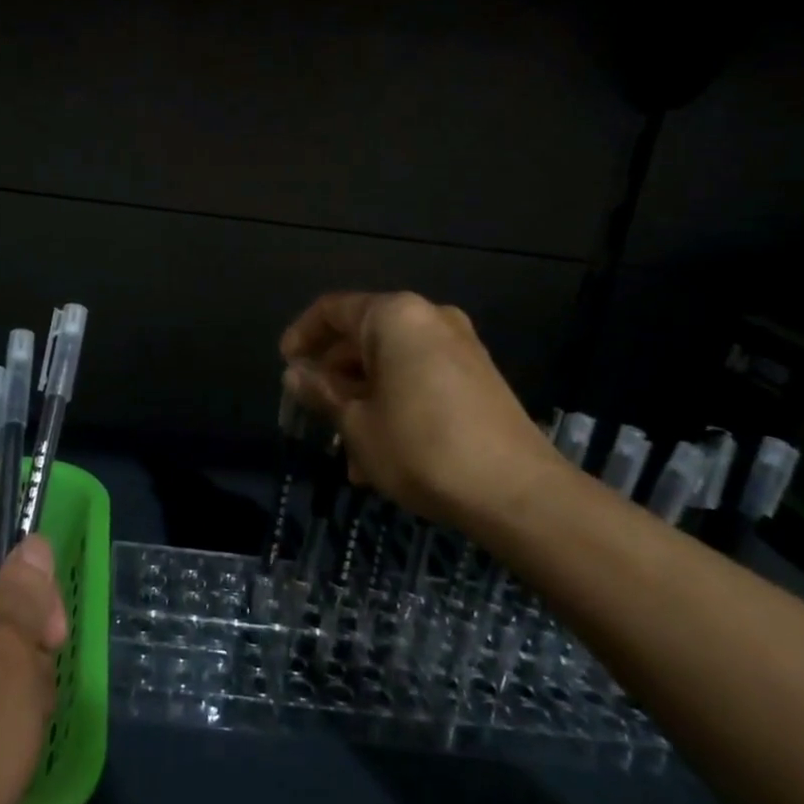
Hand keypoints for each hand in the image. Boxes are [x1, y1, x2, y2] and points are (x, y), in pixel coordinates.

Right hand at [279, 291, 561, 524]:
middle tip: (313, 415)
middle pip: (363, 337)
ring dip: (362, 399)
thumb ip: (321, 391)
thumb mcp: (356, 423)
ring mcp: (459, 347)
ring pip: (391, 364)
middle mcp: (429, 319)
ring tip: (347, 450)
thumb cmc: (420, 448)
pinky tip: (381, 454)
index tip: (285, 368)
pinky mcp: (477, 378)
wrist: (517, 493)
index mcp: (395, 317)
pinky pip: (419, 378)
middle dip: (334, 377)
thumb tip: (294, 373)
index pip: (332, 310)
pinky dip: (393, 403)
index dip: (302, 336)